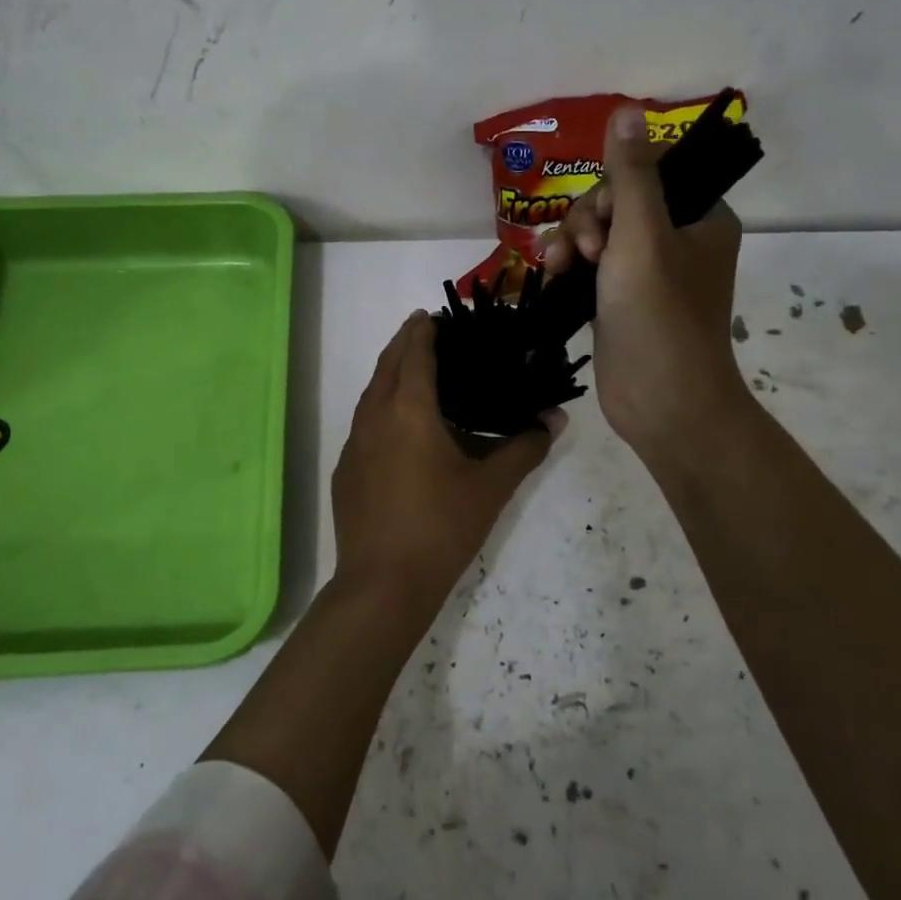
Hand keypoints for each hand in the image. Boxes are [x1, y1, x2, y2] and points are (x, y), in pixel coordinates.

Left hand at [331, 311, 559, 613]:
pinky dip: (380, 407)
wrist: (382, 584)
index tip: (434, 315)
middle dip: (403, 343)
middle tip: (425, 331)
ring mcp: (353, 444)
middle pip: (386, 365)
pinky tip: (397, 428)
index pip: (414, 354)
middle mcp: (374, 417)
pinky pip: (363, 423)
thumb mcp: (491, 488)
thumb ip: (525, 448)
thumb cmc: (441, 528)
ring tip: (412, 371)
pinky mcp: (345, 470)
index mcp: (408, 411)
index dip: (424, 331)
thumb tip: (555, 419)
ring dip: (389, 374)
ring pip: (370, 393)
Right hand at [541, 105, 749, 466]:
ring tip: (560, 269)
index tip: (604, 222)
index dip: (614, 190)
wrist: (663, 403)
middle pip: (616, 204)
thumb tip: (627, 111)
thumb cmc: (659, 316)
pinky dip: (569, 268)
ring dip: (571, 243)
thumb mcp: (643, 237)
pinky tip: (553, 277)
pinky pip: (588, 267)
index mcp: (700, 219)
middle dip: (588, 222)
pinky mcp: (620, 301)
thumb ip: (632, 175)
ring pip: (597, 235)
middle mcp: (676, 241)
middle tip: (584, 255)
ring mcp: (646, 273)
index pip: (648, 175)